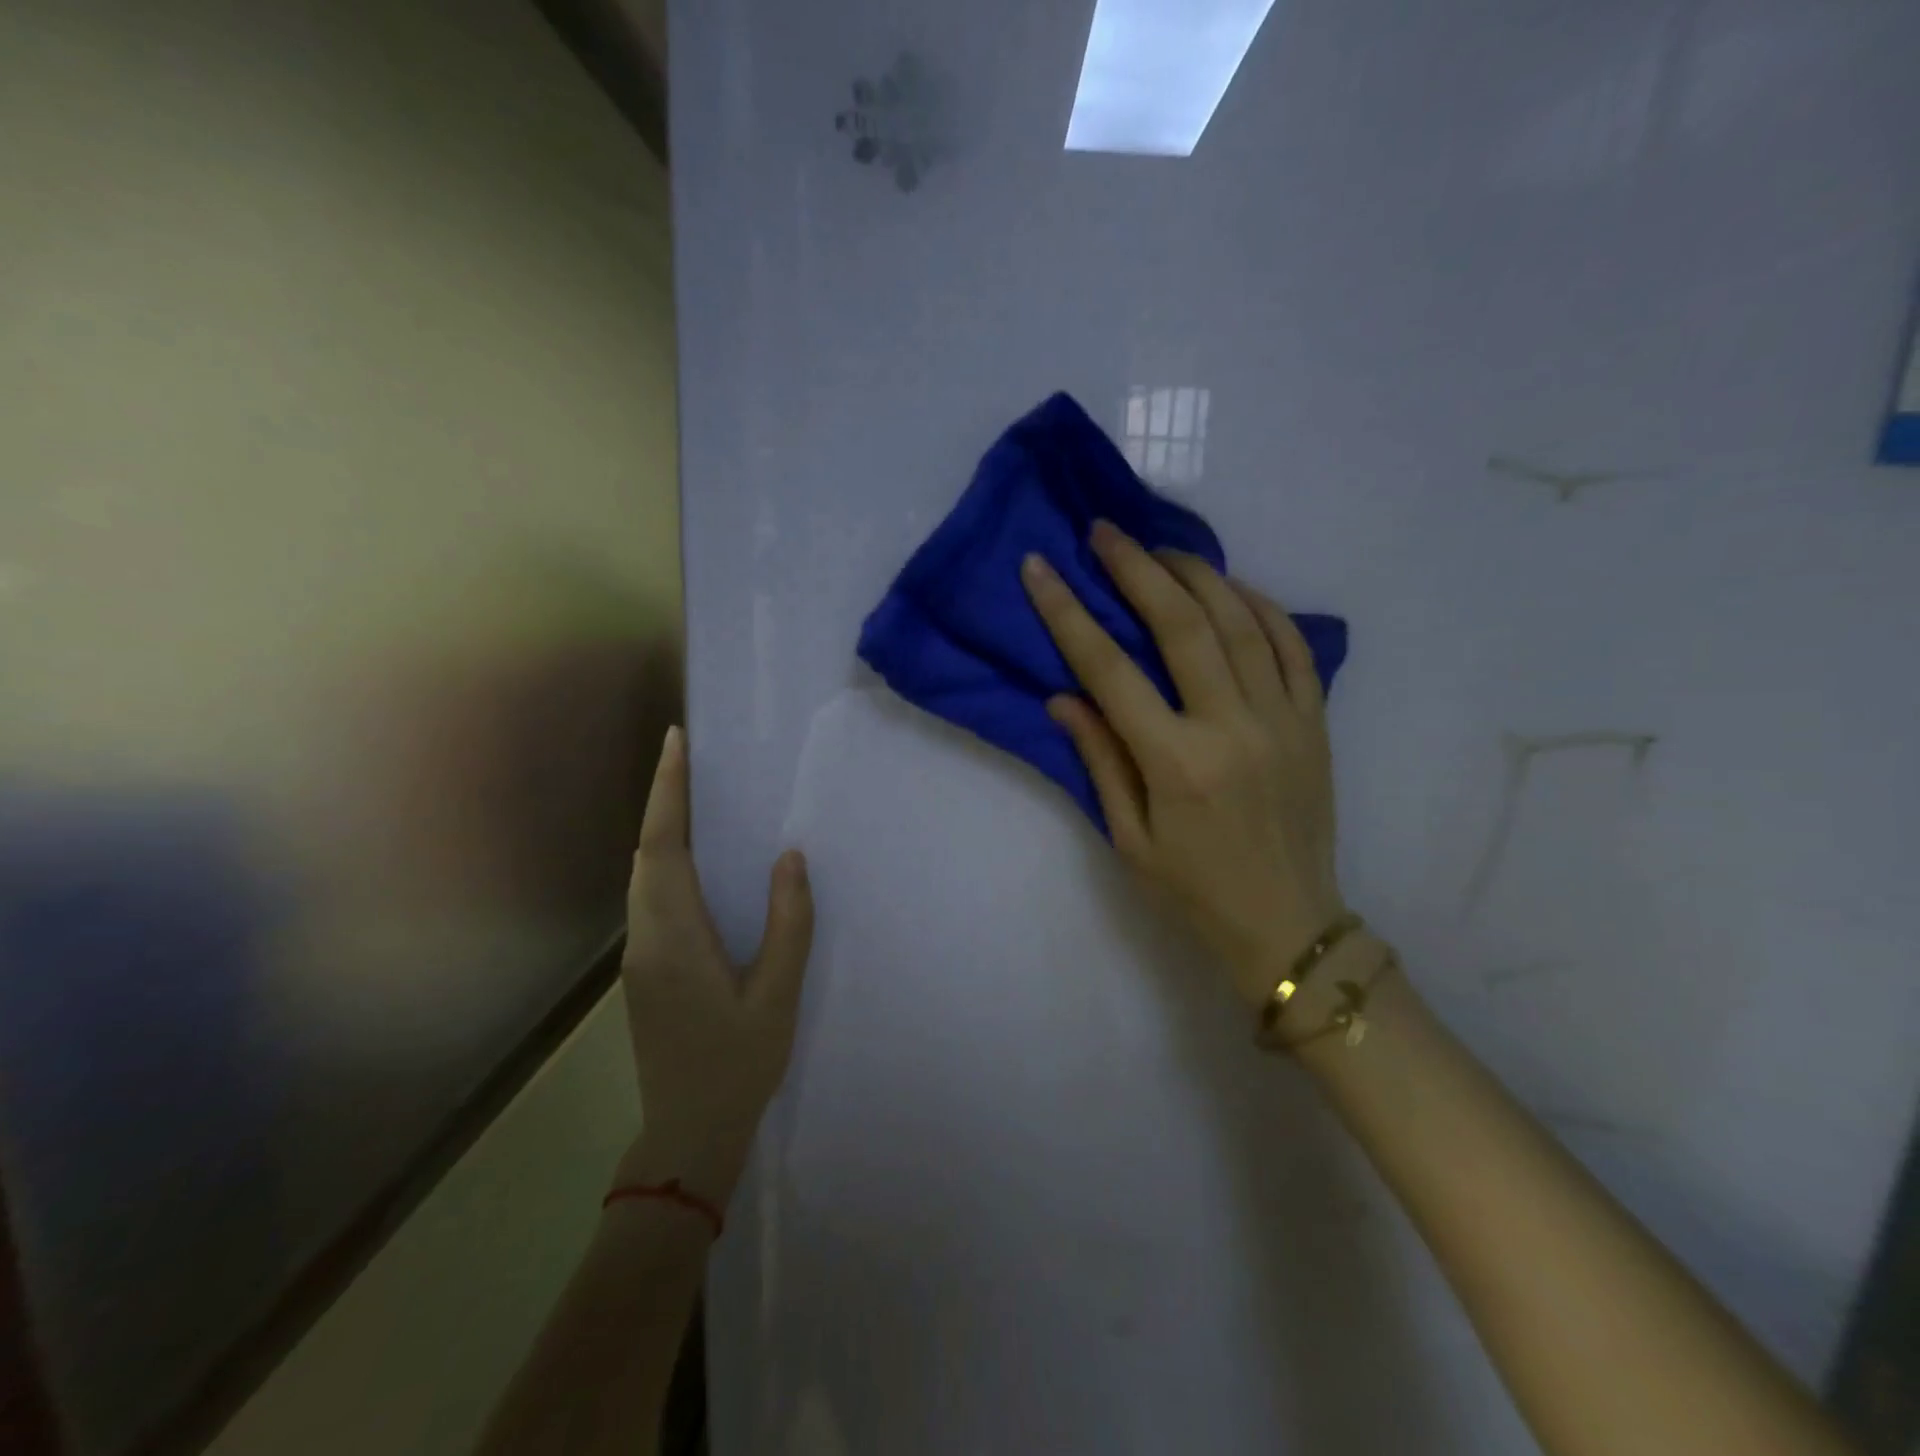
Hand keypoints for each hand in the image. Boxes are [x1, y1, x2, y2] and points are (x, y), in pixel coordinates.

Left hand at [615, 726, 813, 1203]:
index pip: (664, 847)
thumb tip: (789, 858)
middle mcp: (646, 936)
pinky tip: (694, 860)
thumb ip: (787, 923)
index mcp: (675, 937)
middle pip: (646, 852)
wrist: (688, 1134)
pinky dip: (666, 861)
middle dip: (663, 799)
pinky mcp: (646, 969)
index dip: (668, 791)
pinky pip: (650, 897)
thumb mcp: (777, 995)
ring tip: (693, 795)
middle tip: (690, 756)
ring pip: (642, 874)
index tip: (676, 742)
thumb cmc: (737, 1064)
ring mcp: (640, 955)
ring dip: (662, 829)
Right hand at [1021, 522, 1344, 1009]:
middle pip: (1182, 624)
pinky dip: (1261, 606)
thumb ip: (1099, 759)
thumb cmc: (1194, 890)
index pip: (1110, 670)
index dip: (1067, 614)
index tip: (1040, 570)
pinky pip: (1293, 646)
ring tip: (1161, 550)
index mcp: (1176, 763)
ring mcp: (1283, 720)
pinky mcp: (1315, 722)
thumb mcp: (1129, 838)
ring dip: (1198, 574)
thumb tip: (1064, 695)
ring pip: (1241, 621)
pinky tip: (1232, 588)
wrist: (1288, 924)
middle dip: (1137, 568)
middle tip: (1105, 532)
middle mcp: (1231, 728)